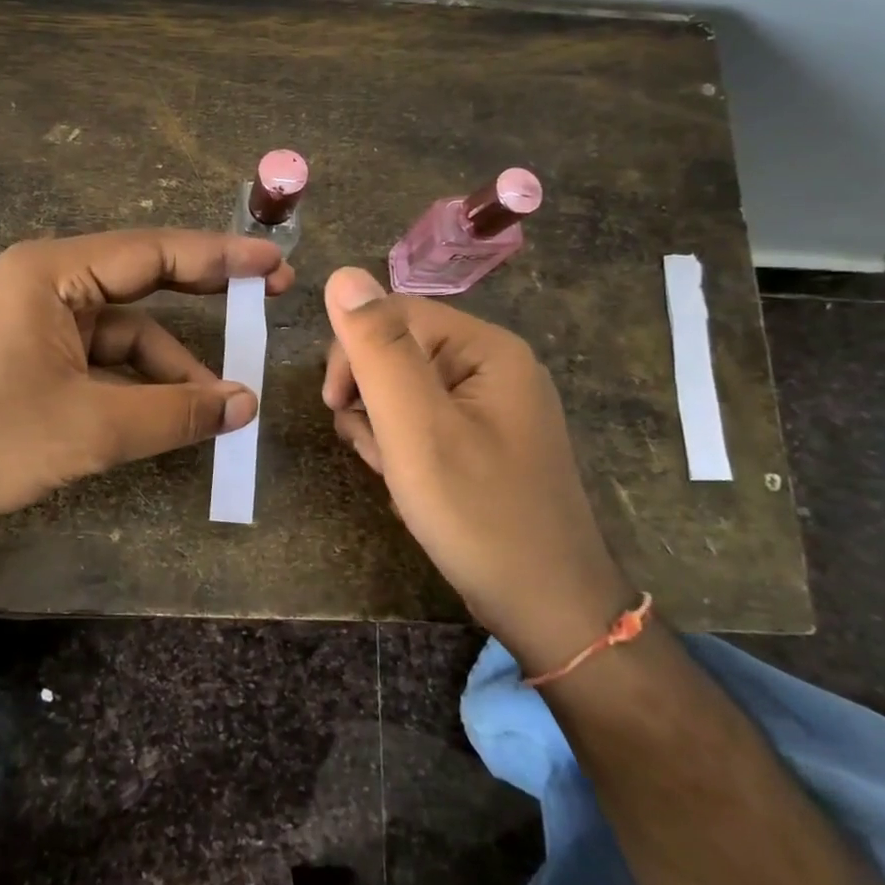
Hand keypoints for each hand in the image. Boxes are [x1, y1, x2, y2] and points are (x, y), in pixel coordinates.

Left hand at [0, 230, 293, 537]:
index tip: (275, 266)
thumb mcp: (92, 427)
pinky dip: (135, 382)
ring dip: (168, 366)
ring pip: (122, 332)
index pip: (153, 252)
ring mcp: (34, 320)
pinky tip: (168, 414)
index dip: (220, 259)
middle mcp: (44, 282)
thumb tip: (245, 406)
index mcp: (52, 272)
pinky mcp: (29, 355)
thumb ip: (175, 412)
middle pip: (141, 282)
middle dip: (203, 296)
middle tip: (265, 300)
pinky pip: (98, 358)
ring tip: (217, 406)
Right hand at [321, 267, 632, 665]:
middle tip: (378, 452)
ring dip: (384, 430)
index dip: (353, 354)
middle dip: (371, 399)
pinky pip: (425, 425)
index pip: (394, 314)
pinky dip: (405, 451)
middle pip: (399, 352)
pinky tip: (411, 486)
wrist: (547, 609)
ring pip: (405, 393)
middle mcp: (495, 367)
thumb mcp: (416, 428)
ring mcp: (493, 407)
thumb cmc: (478, 514)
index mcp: (487, 349)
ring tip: (397, 476)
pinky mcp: (485, 442)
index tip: (336, 407)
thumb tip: (343, 275)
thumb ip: (378, 349)